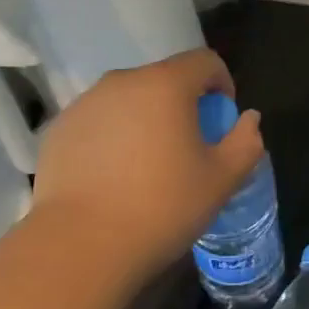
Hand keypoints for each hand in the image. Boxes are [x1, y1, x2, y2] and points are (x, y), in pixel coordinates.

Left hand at [31, 48, 265, 275]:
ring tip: (146, 165)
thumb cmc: (160, 208)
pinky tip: (112, 178)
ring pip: (128, 99)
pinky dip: (111, 136)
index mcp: (166, 84)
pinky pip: (98, 121)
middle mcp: (123, 81)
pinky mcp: (59, 128)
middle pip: (164, 79)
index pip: (205, 61)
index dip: (221, 84)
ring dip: (145, 119)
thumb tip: (249, 119)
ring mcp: (86, 103)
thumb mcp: (220, 180)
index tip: (221, 121)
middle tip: (186, 149)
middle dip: (182, 104)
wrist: (78, 247)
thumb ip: (245, 142)